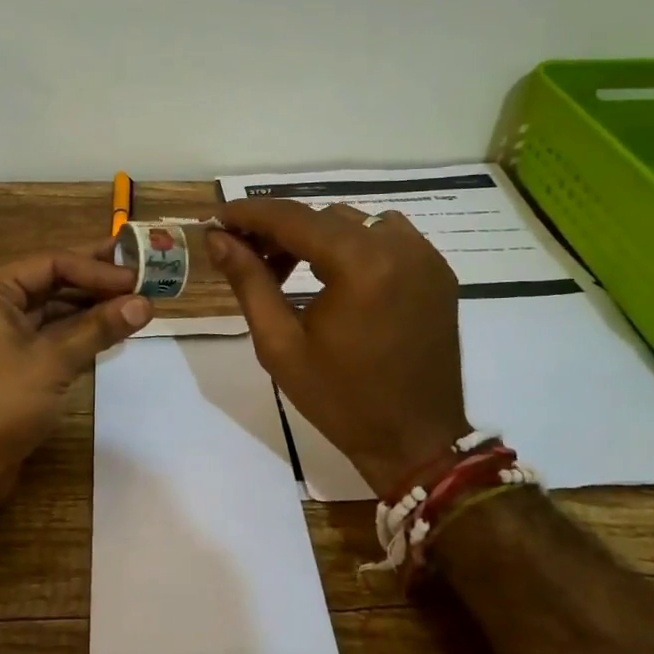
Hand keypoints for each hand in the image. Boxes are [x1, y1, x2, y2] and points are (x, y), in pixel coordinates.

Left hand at [0, 244, 152, 503]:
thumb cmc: (1, 403)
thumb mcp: (53, 360)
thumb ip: (99, 328)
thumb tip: (144, 303)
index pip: (51, 263)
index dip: (96, 268)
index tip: (136, 278)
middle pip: (51, 282)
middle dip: (95, 282)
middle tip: (140, 274)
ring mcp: (0, 335)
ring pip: (52, 310)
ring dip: (90, 307)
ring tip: (134, 303)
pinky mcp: (11, 362)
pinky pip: (49, 335)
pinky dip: (78, 332)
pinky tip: (110, 330)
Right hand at [205, 200, 468, 493]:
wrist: (415, 440)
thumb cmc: (340, 399)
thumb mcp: (280, 344)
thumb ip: (249, 282)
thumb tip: (218, 239)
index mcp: (361, 265)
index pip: (293, 218)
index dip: (249, 214)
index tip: (216, 220)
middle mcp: (399, 246)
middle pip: (322, 217)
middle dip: (278, 230)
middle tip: (245, 255)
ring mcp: (425, 256)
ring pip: (354, 221)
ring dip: (314, 235)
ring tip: (286, 268)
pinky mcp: (437, 271)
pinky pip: (385, 236)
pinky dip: (351, 243)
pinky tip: (331, 274)